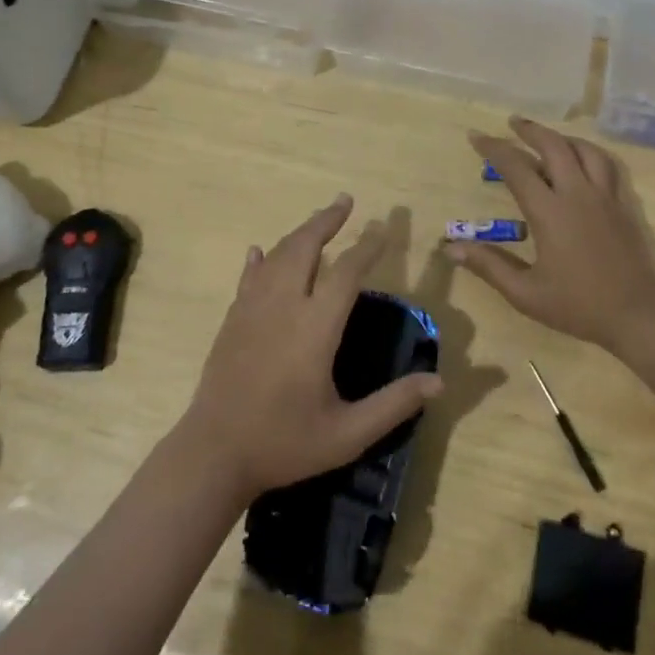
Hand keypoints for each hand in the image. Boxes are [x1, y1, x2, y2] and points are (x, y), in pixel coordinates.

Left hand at [177, 195, 443, 503]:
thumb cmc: (284, 443)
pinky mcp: (232, 319)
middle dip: (326, 221)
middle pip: (305, 247)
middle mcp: (283, 305)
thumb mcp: (347, 433)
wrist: (214, 453)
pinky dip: (260, 260)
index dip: (367, 247)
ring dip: (299, 233)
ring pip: (277, 255)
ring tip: (317, 221)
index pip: (347, 273)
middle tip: (345, 201)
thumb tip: (439, 382)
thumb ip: (393, 405)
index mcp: (315, 327)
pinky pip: (249, 277)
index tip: (382, 229)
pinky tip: (259, 252)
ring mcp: (252, 309)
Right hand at [451, 117, 654, 353]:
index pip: (516, 167)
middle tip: (512, 123)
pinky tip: (582, 160)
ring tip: (546, 138)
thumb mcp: (526, 294)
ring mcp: (604, 197)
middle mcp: (577, 194)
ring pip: (584, 150)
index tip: (476, 136)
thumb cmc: (579, 306)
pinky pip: (606, 165)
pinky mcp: (623, 205)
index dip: (494, 149)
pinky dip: (588, 153)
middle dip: (530, 130)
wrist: (639, 316)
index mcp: (550, 212)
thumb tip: (451, 247)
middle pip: (553, 146)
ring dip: (561, 138)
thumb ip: (489, 266)